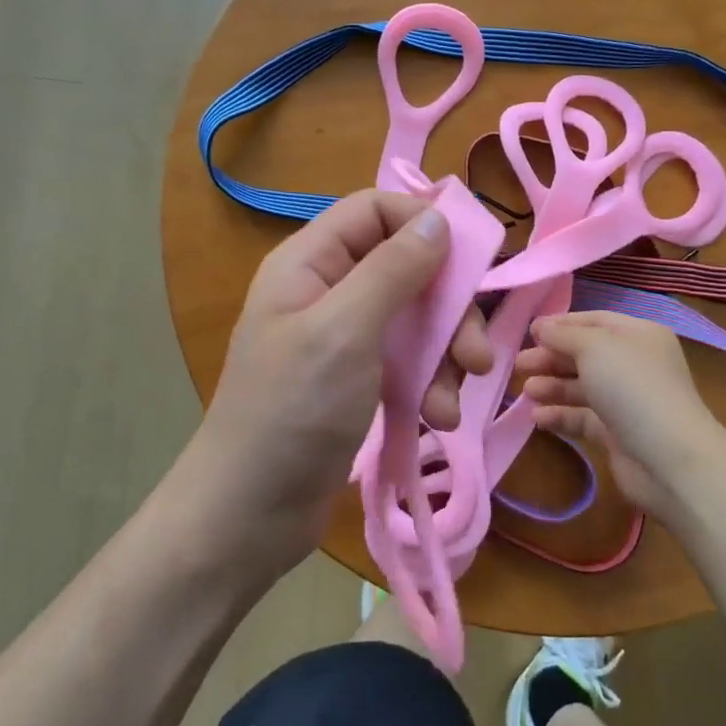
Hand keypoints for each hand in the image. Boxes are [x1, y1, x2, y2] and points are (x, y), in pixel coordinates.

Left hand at [178, 190, 493, 579]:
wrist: (249, 516)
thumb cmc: (292, 411)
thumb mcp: (345, 331)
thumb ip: (393, 269)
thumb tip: (437, 217)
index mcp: (311, 262)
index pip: (375, 210)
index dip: (424, 223)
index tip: (471, 260)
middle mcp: (330, 290)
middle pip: (407, 267)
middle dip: (449, 309)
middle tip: (477, 356)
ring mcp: (346, 337)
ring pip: (417, 317)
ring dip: (446, 356)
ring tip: (452, 403)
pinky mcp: (360, 378)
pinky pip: (409, 360)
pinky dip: (430, 383)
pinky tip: (437, 418)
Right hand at [516, 312, 725, 519]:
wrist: (669, 459)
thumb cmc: (632, 388)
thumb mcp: (594, 347)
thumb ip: (563, 334)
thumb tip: (540, 326)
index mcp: (638, 335)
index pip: (594, 320)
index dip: (561, 325)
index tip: (528, 332)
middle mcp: (634, 364)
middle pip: (585, 354)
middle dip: (551, 357)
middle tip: (518, 364)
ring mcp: (627, 400)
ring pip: (582, 386)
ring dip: (552, 386)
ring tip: (526, 390)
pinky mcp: (617, 434)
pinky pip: (583, 417)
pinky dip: (561, 415)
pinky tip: (537, 418)